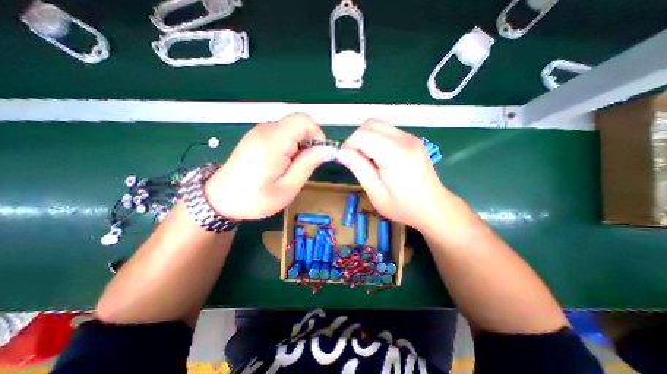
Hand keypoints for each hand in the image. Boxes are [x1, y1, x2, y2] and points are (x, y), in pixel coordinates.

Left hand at [205, 113, 331, 219]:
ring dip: (299, 147)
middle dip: (308, 143)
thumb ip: (307, 165)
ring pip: (291, 129)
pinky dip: (289, 146)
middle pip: (298, 124)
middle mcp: (265, 130)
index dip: (317, 134)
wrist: (221, 200)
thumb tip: (325, 149)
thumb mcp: (288, 188)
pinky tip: (282, 164)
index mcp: (273, 141)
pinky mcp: (257, 136)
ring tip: (291, 168)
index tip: (318, 155)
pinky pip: (282, 134)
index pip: (304, 121)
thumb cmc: (255, 199)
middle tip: (303, 166)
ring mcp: (260, 131)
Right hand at [339, 120, 459, 229]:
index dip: (349, 145)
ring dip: (366, 138)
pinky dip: (377, 140)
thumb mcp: (376, 192)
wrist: (433, 208)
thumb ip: (358, 168)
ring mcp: (411, 138)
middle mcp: (404, 139)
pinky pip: (388, 132)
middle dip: (356, 139)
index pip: (363, 135)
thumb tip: (341, 153)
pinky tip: (380, 158)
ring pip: (379, 125)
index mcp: (395, 153)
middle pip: (370, 124)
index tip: (346, 160)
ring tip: (367, 159)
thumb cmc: (403, 206)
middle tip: (355, 159)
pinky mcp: (412, 141)